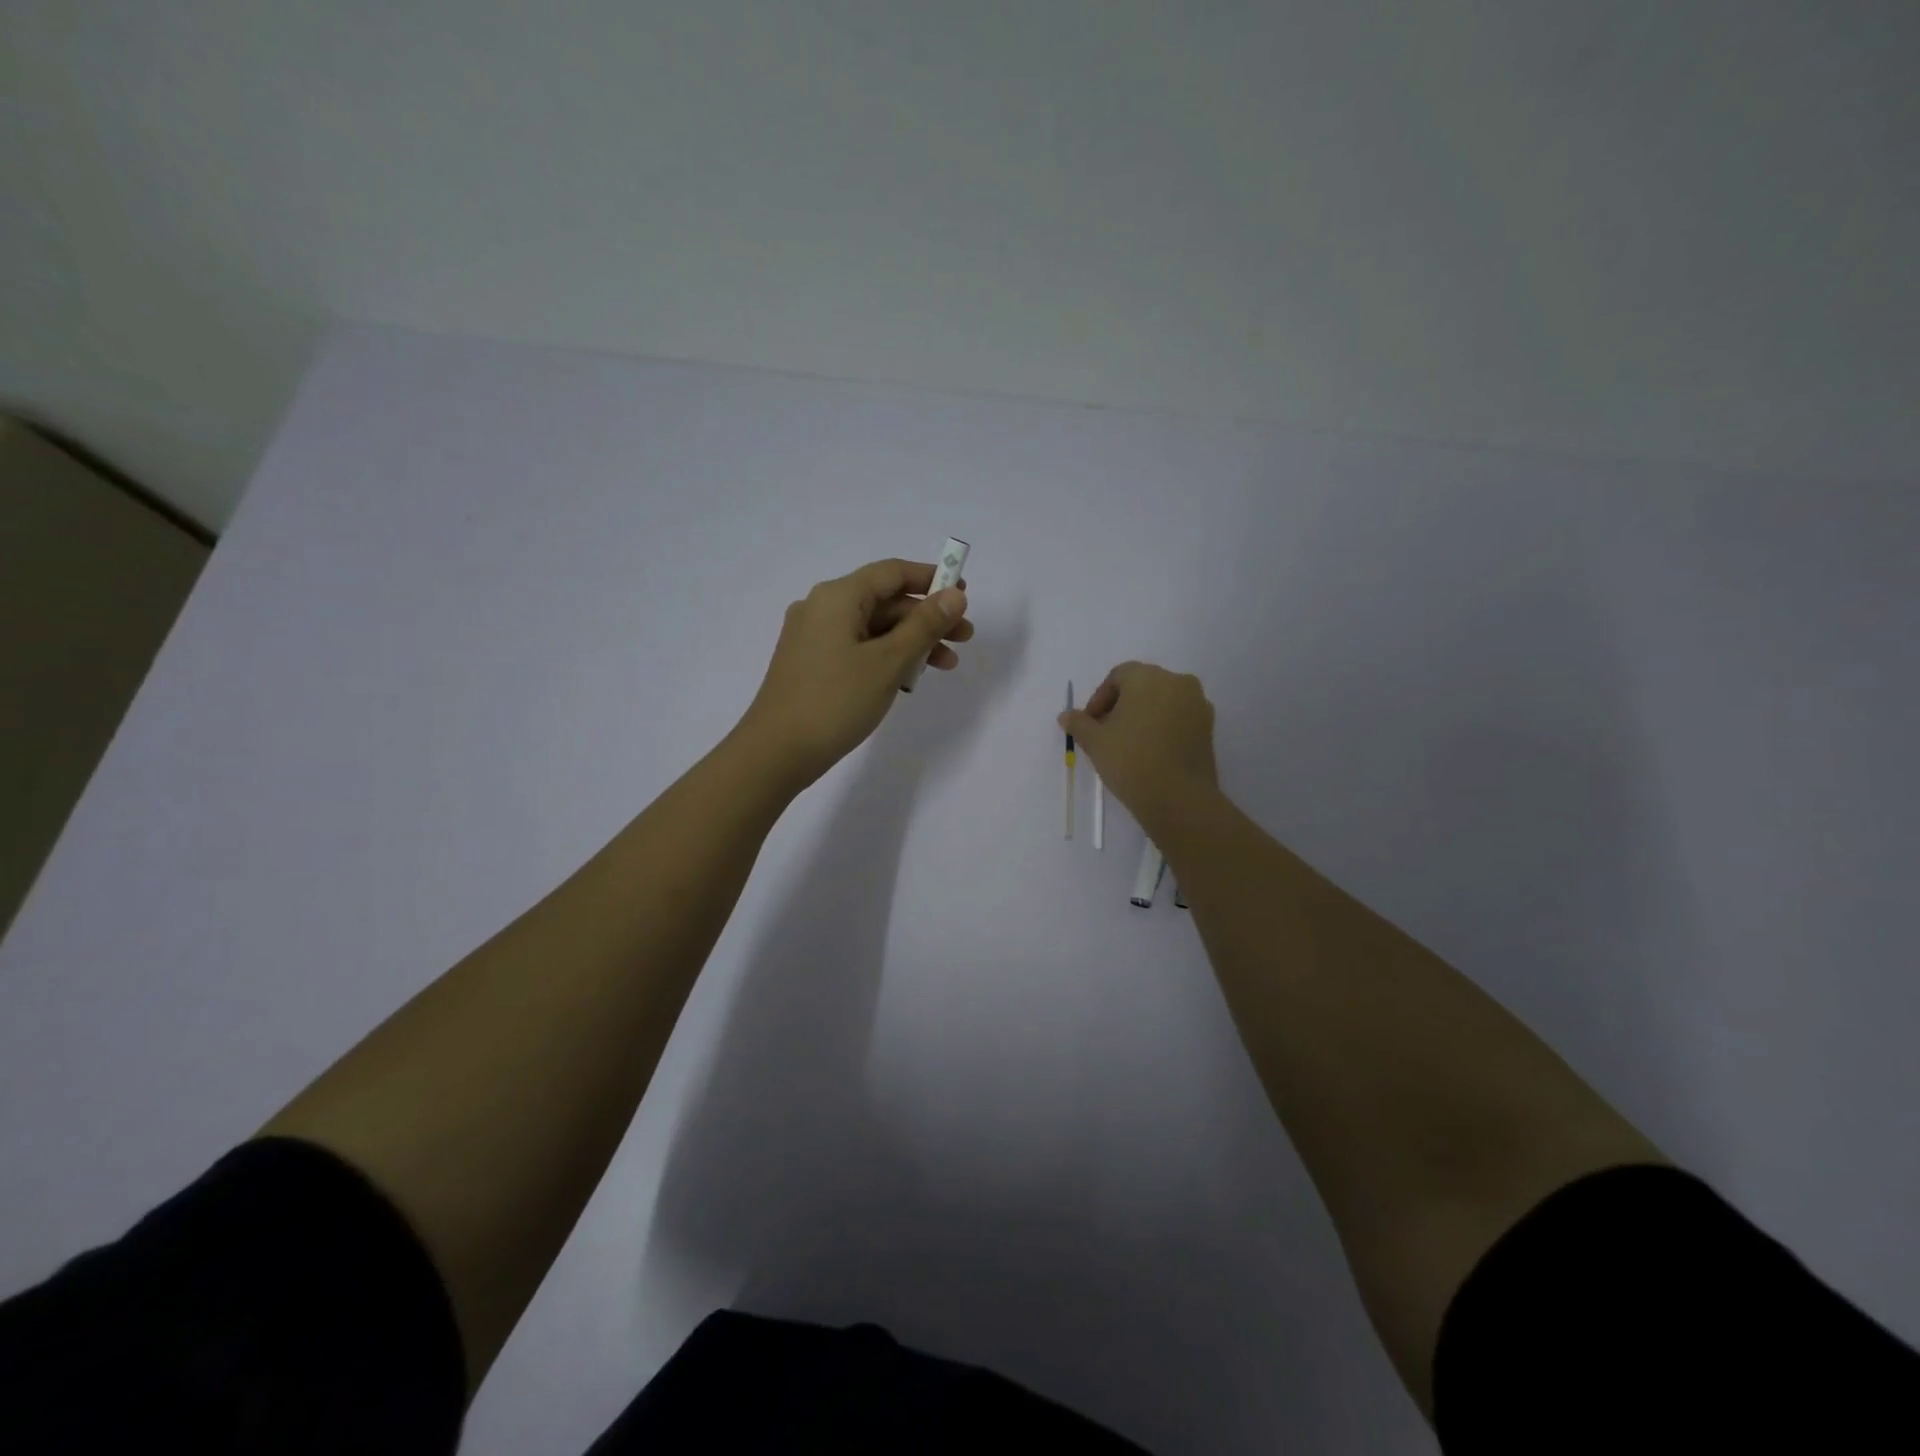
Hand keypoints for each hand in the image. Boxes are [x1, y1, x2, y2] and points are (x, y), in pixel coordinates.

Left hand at [734, 558, 971, 791]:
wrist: (775, 753)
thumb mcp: (888, 662)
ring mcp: (813, 637)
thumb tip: (955, 594)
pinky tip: (908, 679)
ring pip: (873, 628)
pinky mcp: (812, 664)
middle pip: (884, 601)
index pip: (892, 573)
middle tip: (964, 639)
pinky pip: (858, 648)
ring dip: (911, 642)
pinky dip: (886, 657)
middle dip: (927, 618)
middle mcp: (822, 608)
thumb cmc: (835, 701)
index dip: (931, 579)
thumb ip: (925, 626)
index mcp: (837, 596)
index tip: (964, 594)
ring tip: (945, 665)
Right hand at [1060, 662, 1218, 837]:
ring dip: (1143, 716)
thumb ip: (1079, 723)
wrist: (1179, 798)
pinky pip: (1179, 718)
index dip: (1100, 698)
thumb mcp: (1095, 742)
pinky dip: (1163, 727)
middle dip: (1121, 705)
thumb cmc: (1130, 760)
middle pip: (1142, 686)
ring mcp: (1198, 704)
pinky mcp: (1209, 727)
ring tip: (1128, 744)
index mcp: (1148, 677)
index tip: (1090, 723)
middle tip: (1106, 732)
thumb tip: (1066, 716)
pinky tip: (1150, 751)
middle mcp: (1177, 682)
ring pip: (1163, 701)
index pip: (1119, 676)